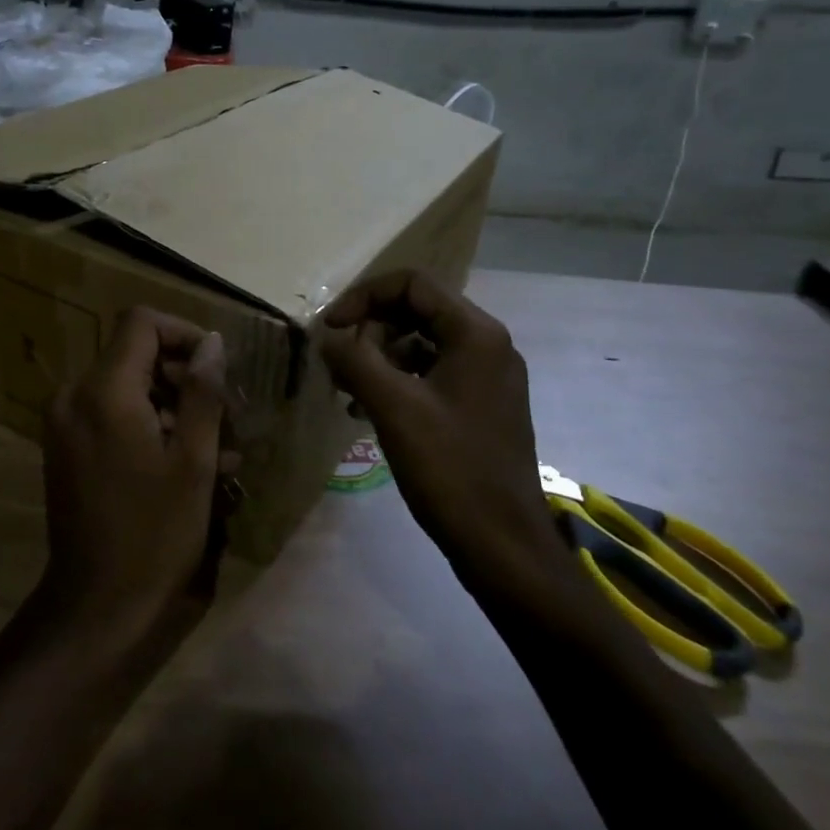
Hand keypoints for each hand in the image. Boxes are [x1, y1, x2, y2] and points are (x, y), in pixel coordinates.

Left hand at [39, 307, 238, 645]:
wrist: (98, 606)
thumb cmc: (155, 532)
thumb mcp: (193, 460)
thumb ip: (202, 391)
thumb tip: (211, 342)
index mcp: (103, 390)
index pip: (141, 323)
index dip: (183, 333)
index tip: (217, 368)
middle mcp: (74, 395)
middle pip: (134, 354)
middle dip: (184, 377)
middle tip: (229, 416)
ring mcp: (64, 423)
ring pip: (126, 386)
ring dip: (173, 407)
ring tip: (221, 449)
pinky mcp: (65, 447)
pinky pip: (110, 414)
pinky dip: (147, 425)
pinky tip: (185, 463)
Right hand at [320, 271, 560, 579]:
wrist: (502, 545)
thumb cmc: (450, 468)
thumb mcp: (392, 407)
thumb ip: (354, 360)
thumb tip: (327, 336)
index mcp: (475, 334)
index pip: (412, 284)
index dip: (364, 297)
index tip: (331, 328)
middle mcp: (487, 345)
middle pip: (417, 311)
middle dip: (370, 331)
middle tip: (339, 366)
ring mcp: (487, 377)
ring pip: (421, 344)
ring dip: (379, 358)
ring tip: (347, 392)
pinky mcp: (481, 406)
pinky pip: (431, 374)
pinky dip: (397, 382)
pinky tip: (367, 412)